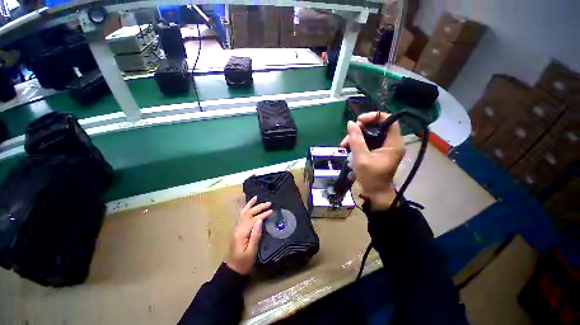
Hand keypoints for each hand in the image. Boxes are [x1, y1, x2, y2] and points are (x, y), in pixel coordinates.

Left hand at [225, 196, 272, 274]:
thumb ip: (255, 235)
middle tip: (269, 203)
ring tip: (256, 197)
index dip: (263, 214)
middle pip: (248, 213)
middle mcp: (238, 228)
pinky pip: (242, 216)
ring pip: (243, 213)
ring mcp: (237, 228)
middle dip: (258, 207)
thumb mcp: (251, 251)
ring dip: (250, 205)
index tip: (272, 211)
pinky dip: (246, 209)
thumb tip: (260, 221)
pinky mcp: (238, 230)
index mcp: (242, 233)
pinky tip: (249, 206)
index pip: (254, 219)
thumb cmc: (243, 263)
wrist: (231, 270)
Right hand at [340, 112, 405, 210]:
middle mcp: (391, 142)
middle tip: (347, 137)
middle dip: (360, 129)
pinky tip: (348, 148)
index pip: (389, 120)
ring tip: (343, 145)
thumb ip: (356, 140)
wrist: (375, 193)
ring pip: (370, 134)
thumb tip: (350, 123)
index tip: (358, 121)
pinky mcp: (377, 151)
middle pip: (377, 126)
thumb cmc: (371, 177)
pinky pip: (367, 141)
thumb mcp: (361, 158)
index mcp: (393, 143)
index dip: (374, 117)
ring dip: (355, 137)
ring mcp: (384, 147)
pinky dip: (357, 143)